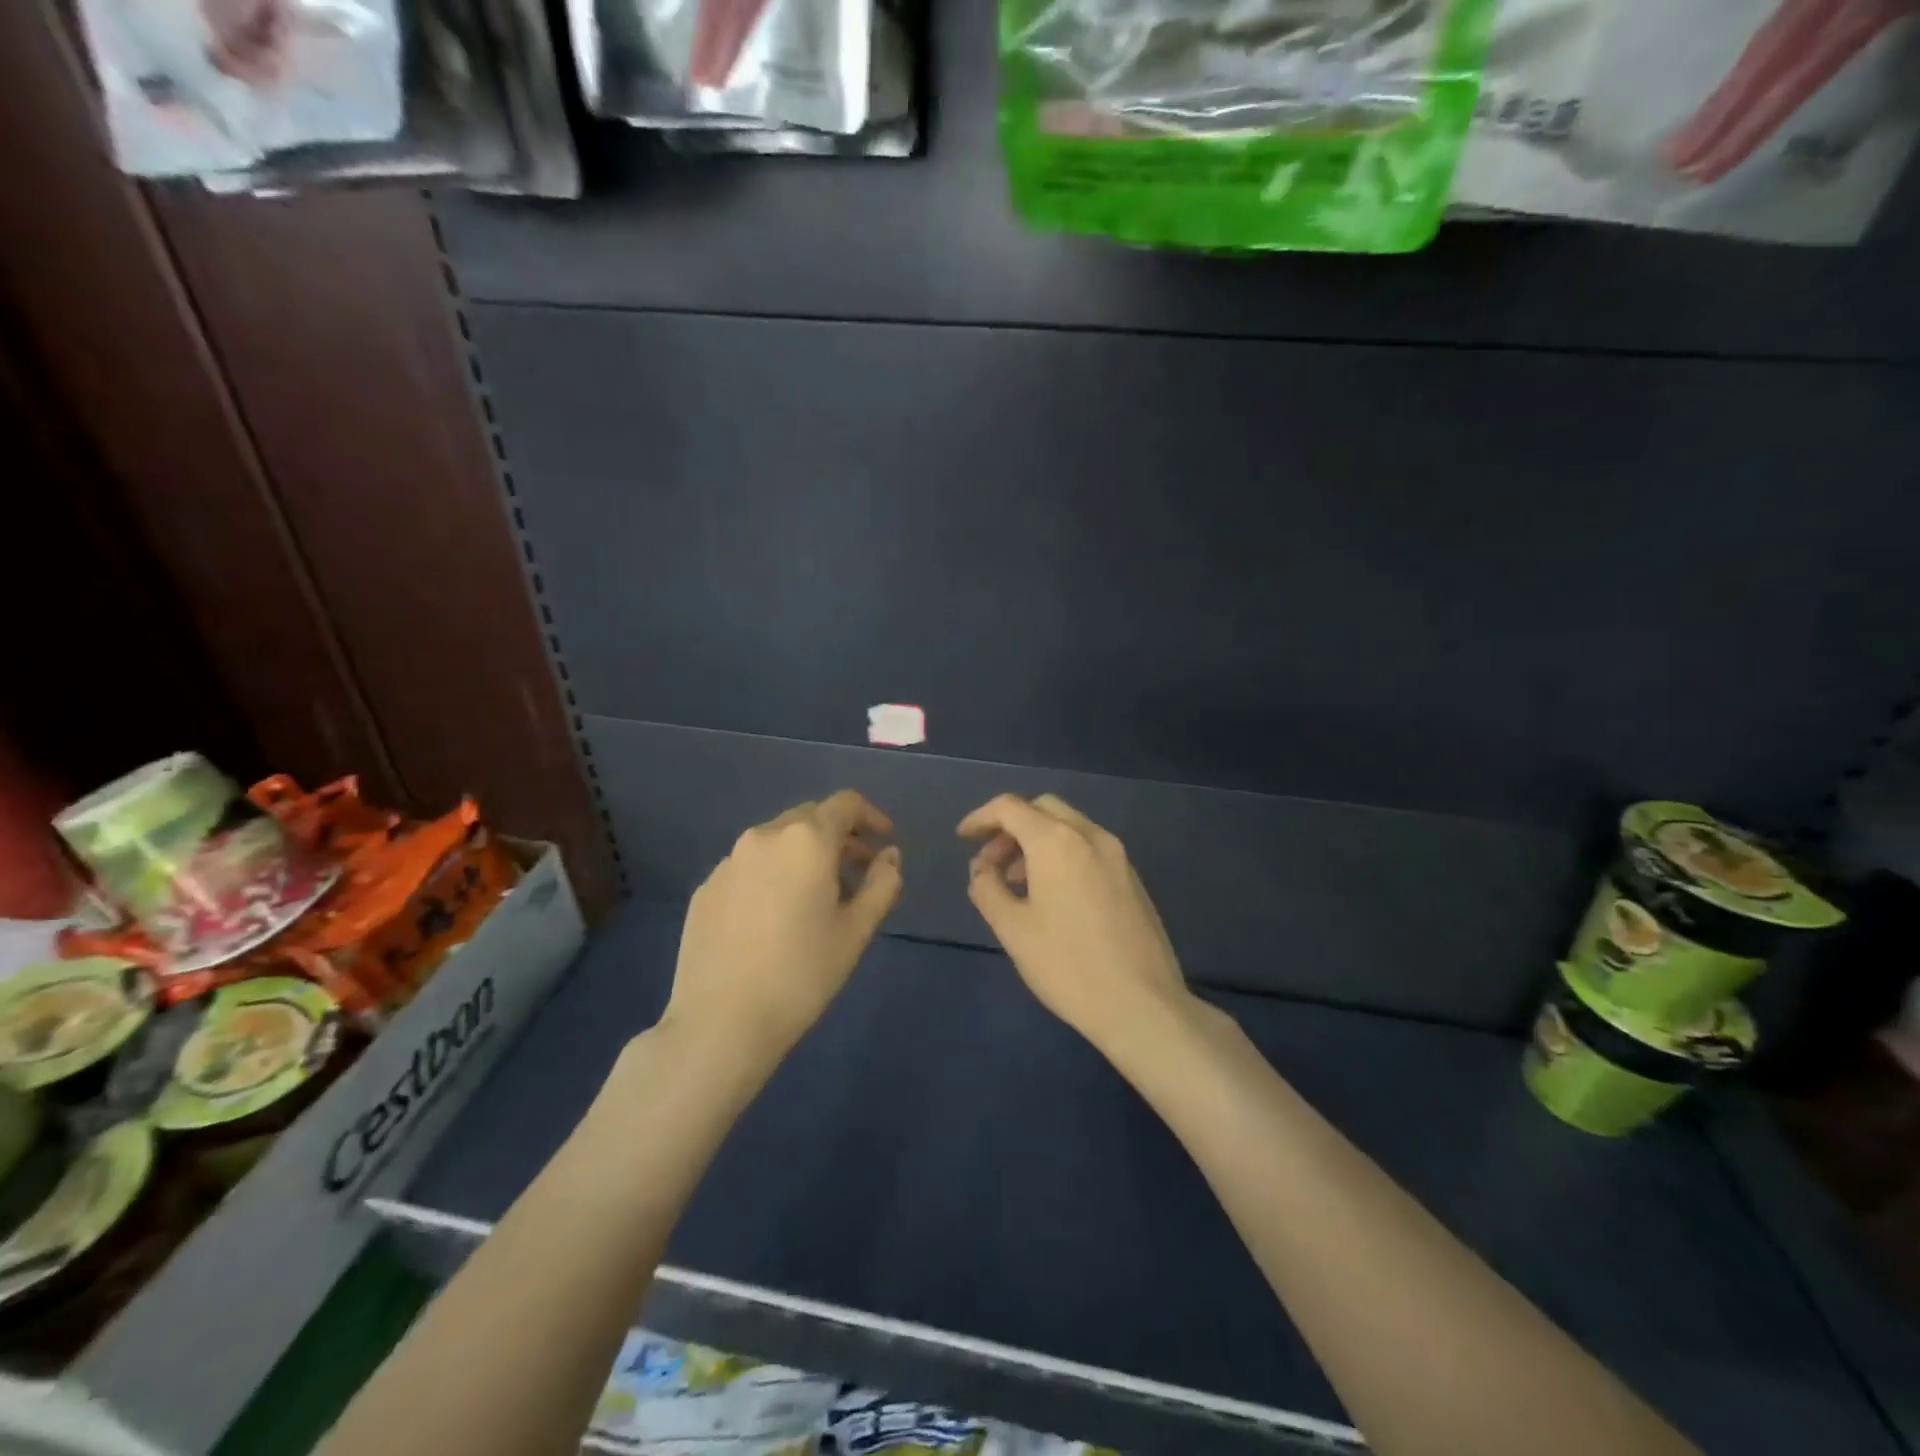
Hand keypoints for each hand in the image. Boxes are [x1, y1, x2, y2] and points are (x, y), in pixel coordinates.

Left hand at [663, 791, 901, 1068]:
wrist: (721, 1023)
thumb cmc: (802, 974)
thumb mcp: (856, 930)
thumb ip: (882, 884)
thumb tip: (888, 857)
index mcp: (806, 840)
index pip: (845, 804)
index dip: (871, 816)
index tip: (885, 842)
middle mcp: (764, 837)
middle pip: (810, 818)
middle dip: (839, 838)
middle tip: (858, 874)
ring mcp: (729, 862)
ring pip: (777, 842)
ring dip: (805, 856)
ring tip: (818, 898)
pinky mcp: (706, 888)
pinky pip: (749, 867)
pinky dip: (773, 876)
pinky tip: (775, 918)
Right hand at [959, 794, 1195, 1055]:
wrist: (1142, 1005)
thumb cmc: (1067, 966)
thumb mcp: (1013, 929)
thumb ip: (987, 889)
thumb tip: (982, 870)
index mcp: (1057, 841)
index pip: (1010, 808)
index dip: (981, 818)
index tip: (963, 839)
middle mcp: (1090, 836)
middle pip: (1042, 809)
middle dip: (1011, 827)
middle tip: (991, 863)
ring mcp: (1117, 855)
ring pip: (1068, 827)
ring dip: (1036, 842)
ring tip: (1016, 884)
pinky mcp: (1132, 878)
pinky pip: (1089, 848)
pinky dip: (1062, 854)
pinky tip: (1052, 895)